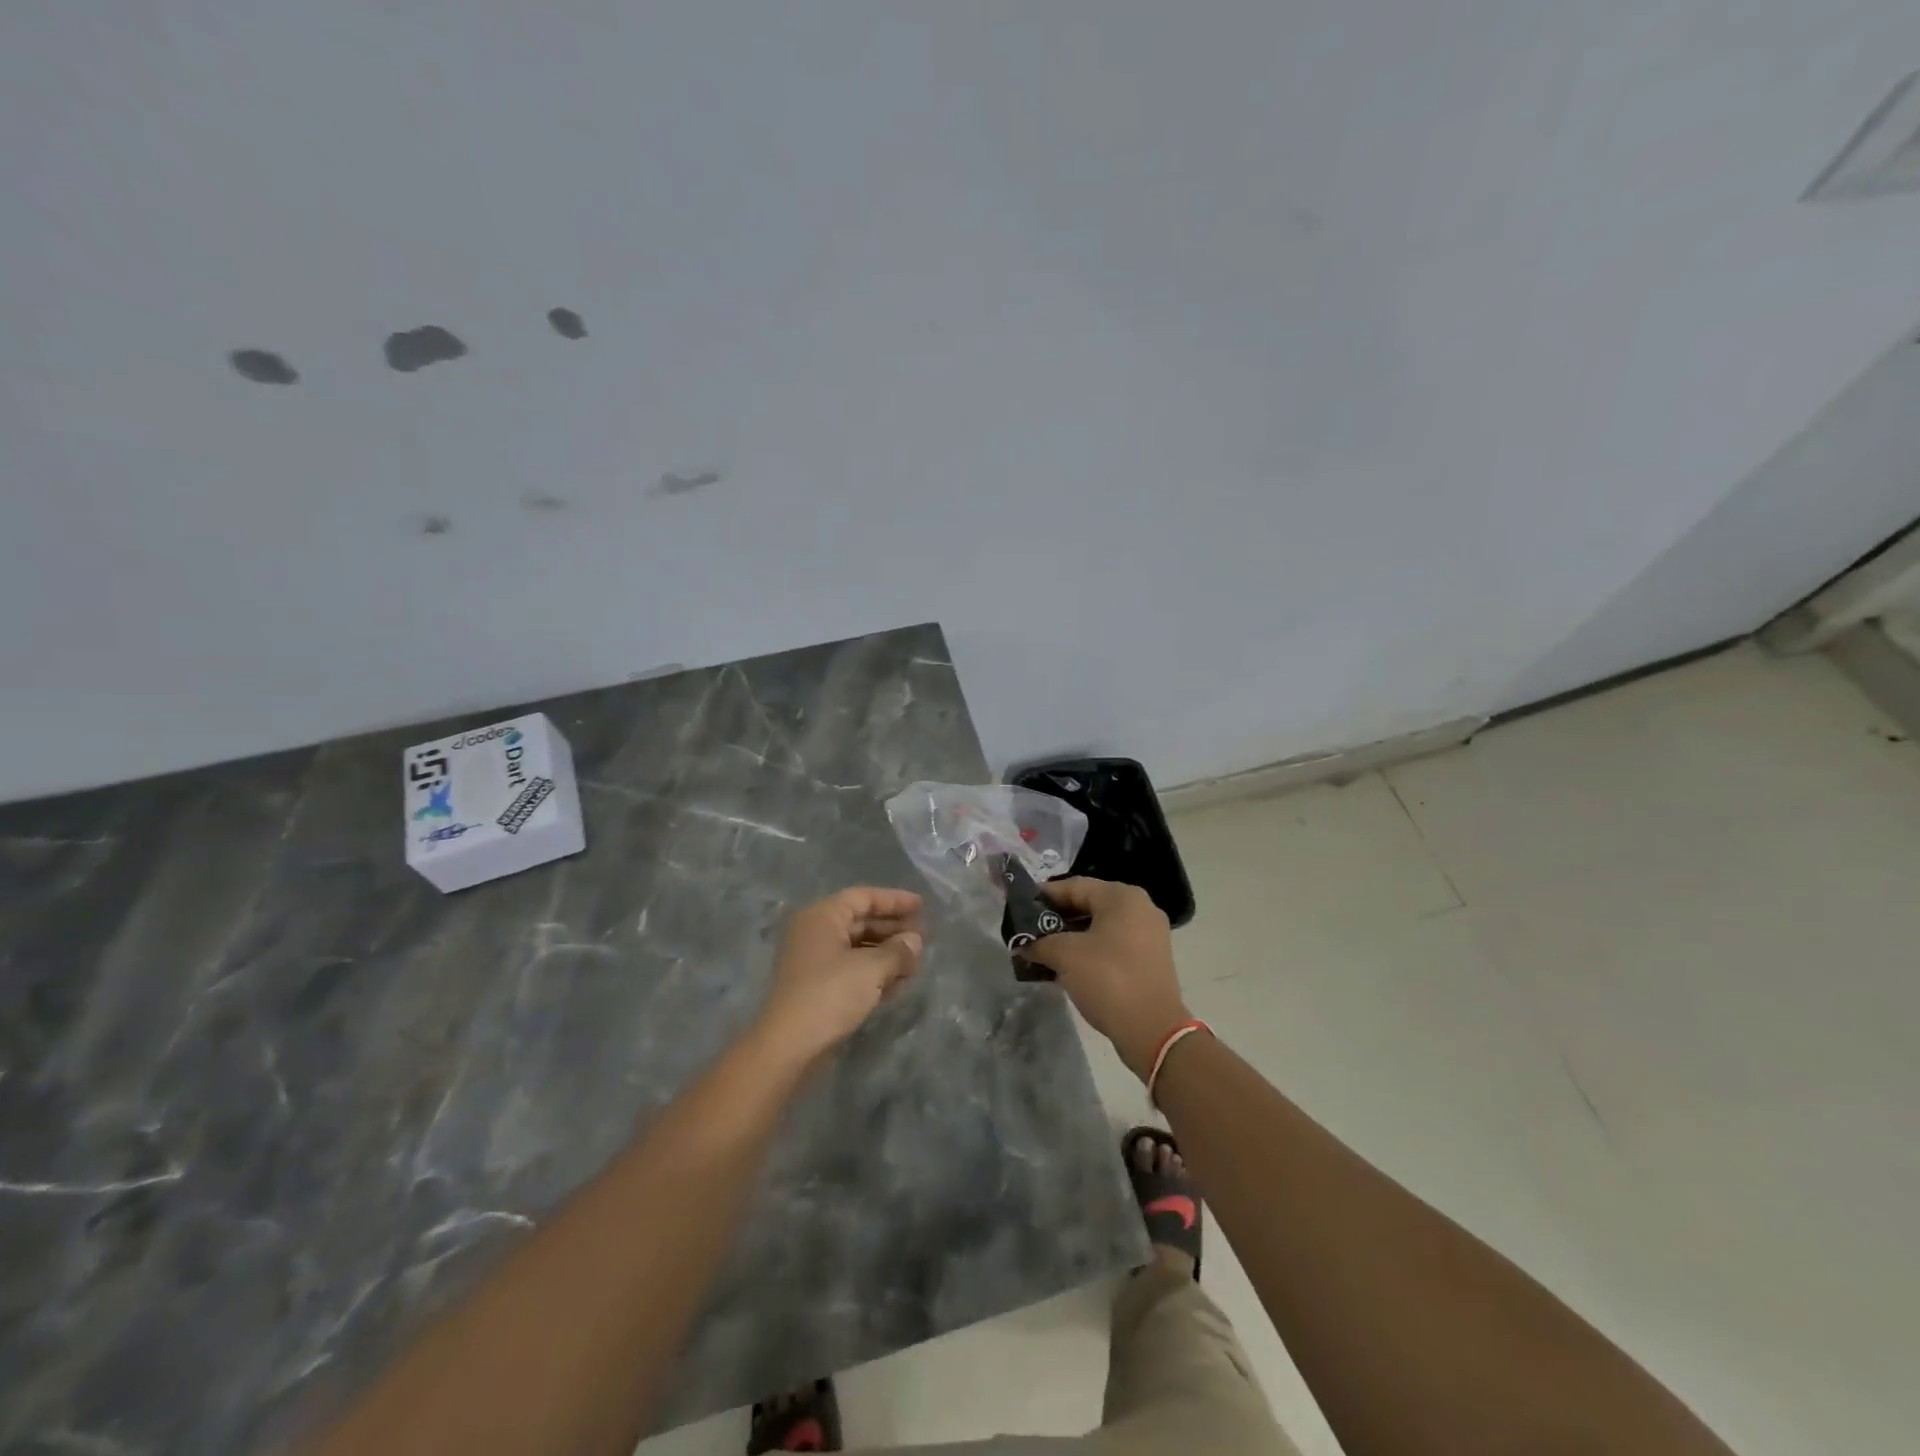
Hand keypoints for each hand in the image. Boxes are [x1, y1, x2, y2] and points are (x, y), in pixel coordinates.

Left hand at [756, 887, 924, 1064]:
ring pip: (858, 948)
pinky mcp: (818, 988)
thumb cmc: (830, 994)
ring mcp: (815, 962)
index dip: (894, 900)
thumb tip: (915, 941)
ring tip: (916, 963)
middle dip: (893, 929)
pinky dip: (875, 973)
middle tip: (923, 938)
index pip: (863, 897)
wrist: (788, 1047)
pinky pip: (852, 970)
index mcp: (822, 917)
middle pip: (861, 922)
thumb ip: (898, 951)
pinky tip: (899, 984)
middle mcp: (816, 933)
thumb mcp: (871, 969)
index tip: (922, 906)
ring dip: (887, 954)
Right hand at [1017, 878, 1189, 1080]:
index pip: (1074, 886)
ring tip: (1043, 949)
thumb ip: (1039, 943)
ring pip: (1100, 926)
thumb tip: (1022, 945)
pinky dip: (1089, 950)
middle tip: (1029, 930)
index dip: (1044, 896)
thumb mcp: (1065, 955)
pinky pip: (1112, 945)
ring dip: (1071, 936)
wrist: (1152, 1030)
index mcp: (1122, 897)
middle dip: (1056, 918)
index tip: (1020, 907)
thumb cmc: (1108, 979)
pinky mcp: (1150, 959)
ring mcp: (1149, 934)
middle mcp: (1140, 908)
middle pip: (1088, 904)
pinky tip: (1066, 965)